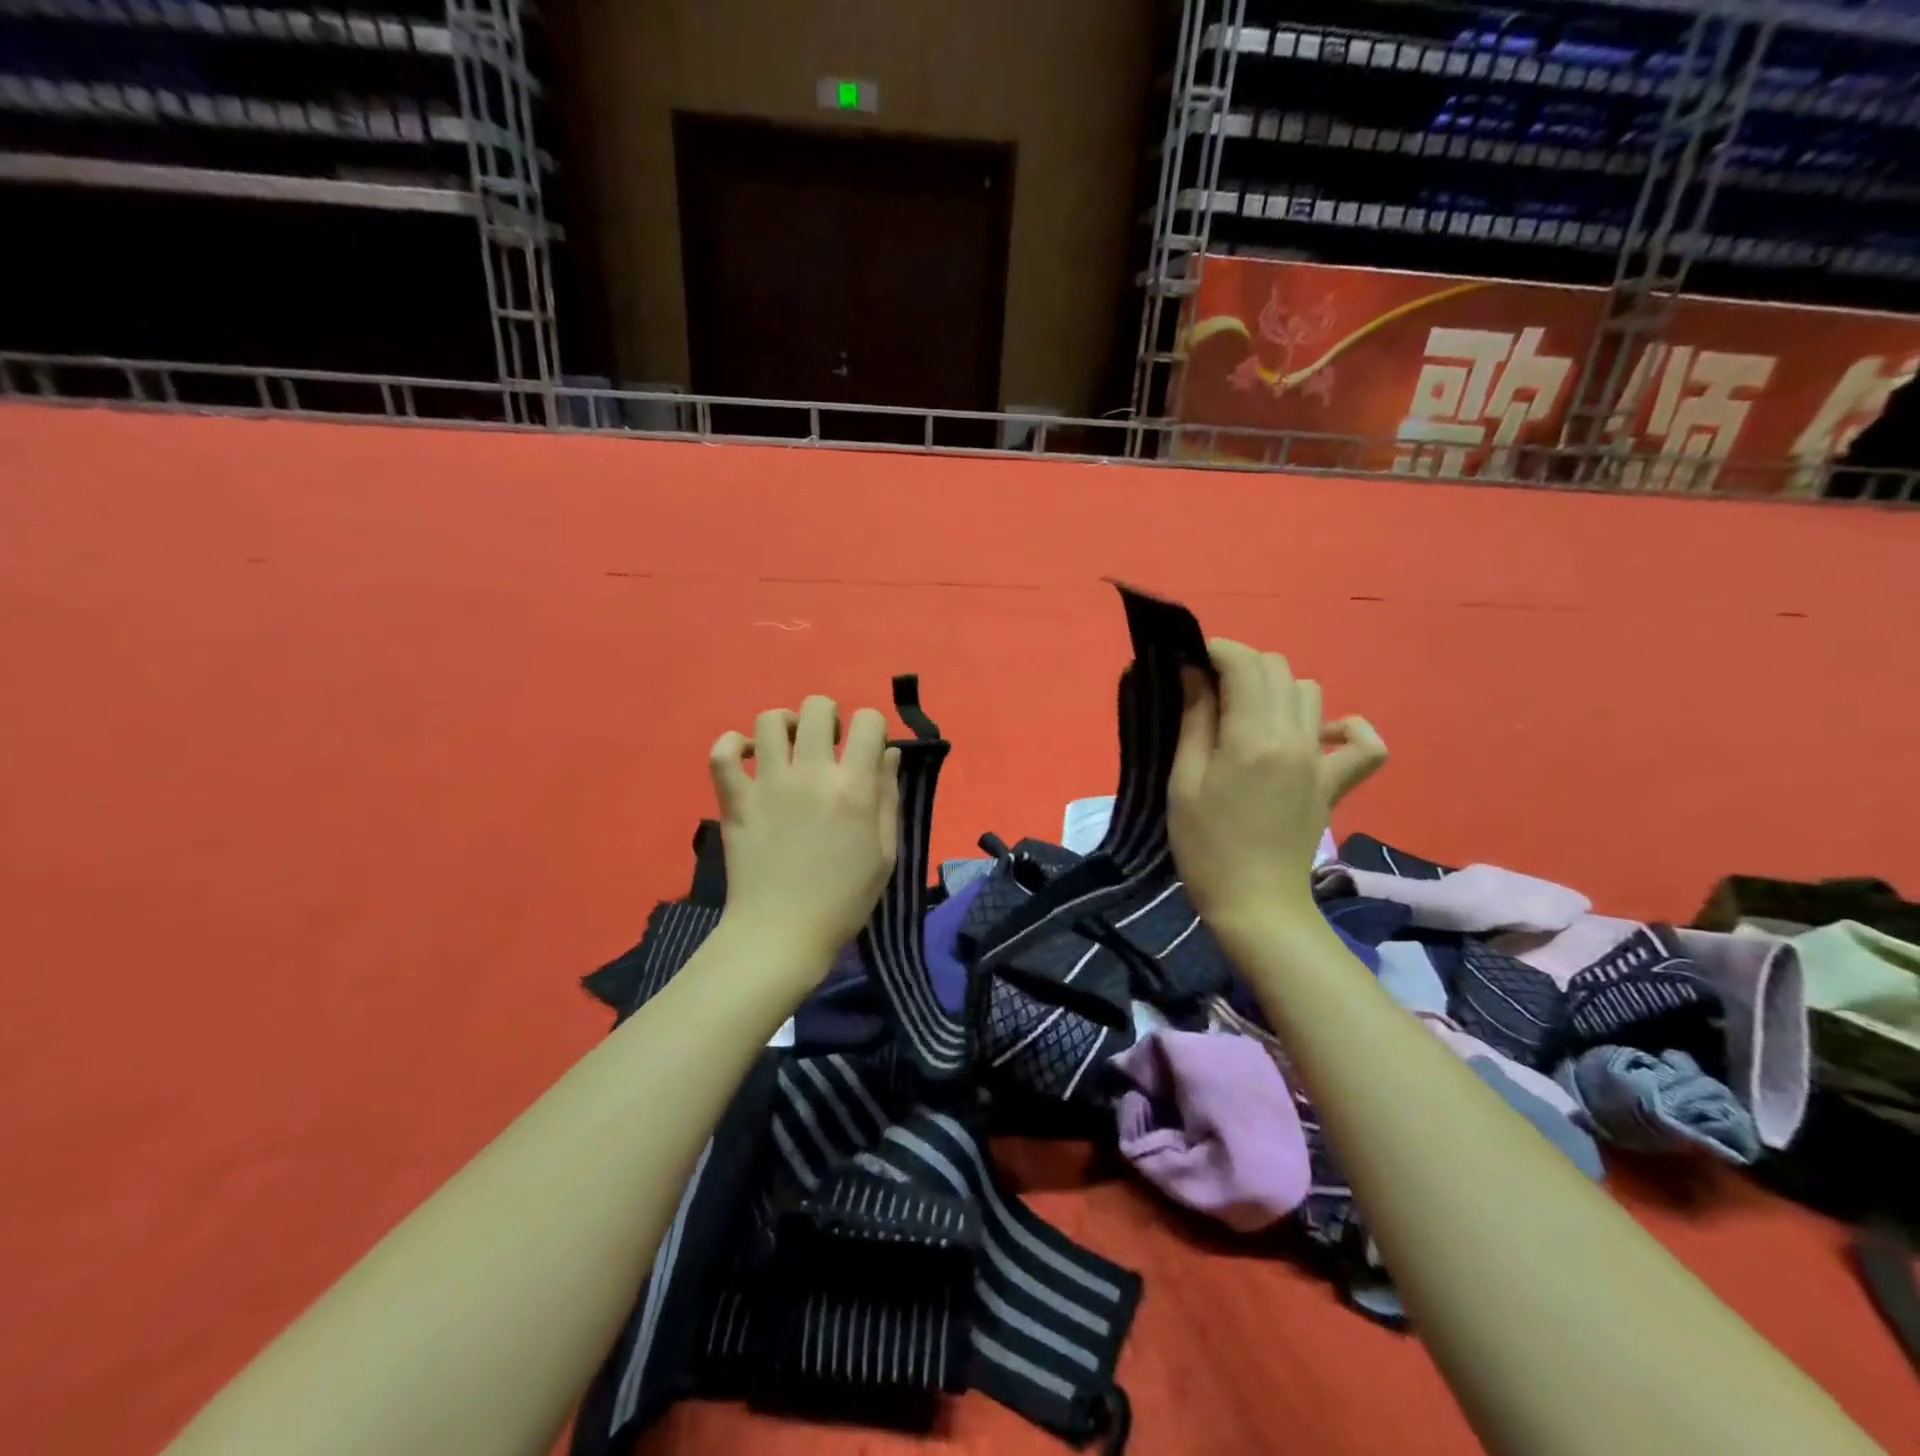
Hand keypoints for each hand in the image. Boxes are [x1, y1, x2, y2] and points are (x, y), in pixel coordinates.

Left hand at [708, 696, 900, 966]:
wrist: (781, 934)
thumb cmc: (843, 900)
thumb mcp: (885, 853)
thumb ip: (888, 797)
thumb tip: (889, 753)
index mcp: (854, 789)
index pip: (868, 722)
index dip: (872, 727)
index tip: (867, 749)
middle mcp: (811, 775)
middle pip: (817, 707)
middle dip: (829, 717)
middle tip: (827, 746)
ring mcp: (768, 784)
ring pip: (769, 720)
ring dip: (785, 725)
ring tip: (789, 748)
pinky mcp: (735, 799)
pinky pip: (723, 752)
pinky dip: (734, 745)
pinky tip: (749, 757)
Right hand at [1167, 639, 1385, 932]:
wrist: (1255, 904)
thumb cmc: (1205, 845)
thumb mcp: (1183, 781)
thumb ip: (1194, 721)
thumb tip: (1193, 672)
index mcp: (1252, 738)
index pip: (1243, 663)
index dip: (1215, 650)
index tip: (1190, 661)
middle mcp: (1295, 738)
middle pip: (1277, 668)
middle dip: (1241, 665)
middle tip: (1210, 690)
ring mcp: (1322, 760)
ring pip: (1310, 691)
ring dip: (1276, 689)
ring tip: (1248, 714)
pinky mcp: (1335, 782)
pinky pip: (1364, 743)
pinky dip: (1346, 728)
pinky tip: (1318, 736)